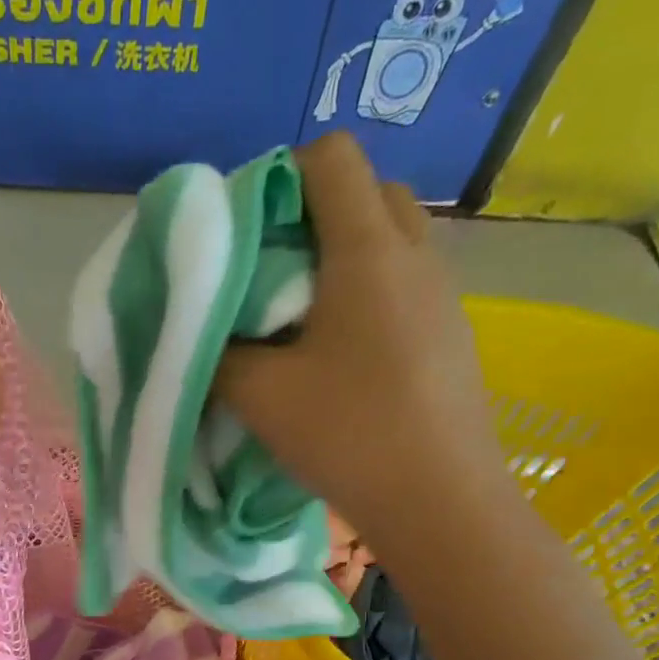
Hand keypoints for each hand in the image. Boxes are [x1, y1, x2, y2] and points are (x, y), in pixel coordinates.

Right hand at [218, 133, 500, 548]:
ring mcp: (443, 294)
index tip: (246, 233)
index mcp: (368, 250)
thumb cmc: (347, 434)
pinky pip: (406, 283)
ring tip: (300, 317)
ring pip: (391, 239)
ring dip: (343, 256)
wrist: (439, 501)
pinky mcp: (452, 332)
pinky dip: (369, 292)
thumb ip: (219, 349)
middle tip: (272, 272)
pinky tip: (340, 354)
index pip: (332, 159)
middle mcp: (415, 255)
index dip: (280, 176)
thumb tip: (206, 330)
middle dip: (314, 213)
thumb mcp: (259, 394)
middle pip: (369, 191)